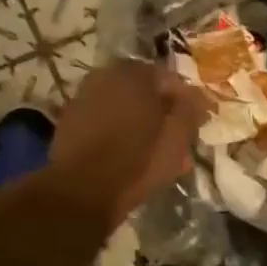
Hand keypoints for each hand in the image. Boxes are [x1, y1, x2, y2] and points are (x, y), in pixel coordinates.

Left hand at [49, 59, 209, 225]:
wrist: (82, 191)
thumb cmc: (137, 162)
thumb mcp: (177, 138)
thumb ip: (190, 111)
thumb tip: (195, 97)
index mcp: (136, 74)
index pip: (170, 79)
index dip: (186, 101)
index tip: (195, 121)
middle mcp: (106, 76)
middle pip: (144, 90)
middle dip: (160, 110)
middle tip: (174, 136)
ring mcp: (84, 97)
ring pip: (122, 105)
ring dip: (138, 121)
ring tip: (151, 148)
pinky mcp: (70, 121)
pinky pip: (104, 120)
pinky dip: (117, 130)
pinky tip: (125, 152)